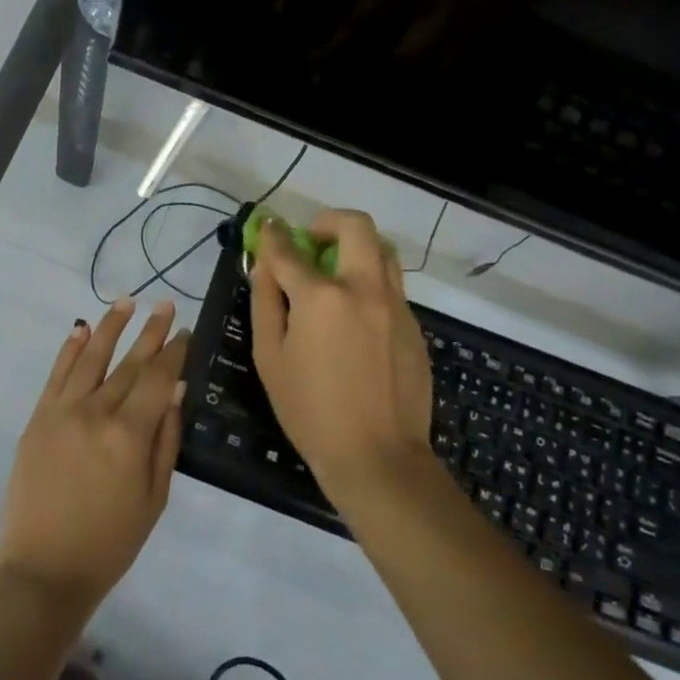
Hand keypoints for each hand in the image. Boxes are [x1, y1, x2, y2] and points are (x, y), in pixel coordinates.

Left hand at [0, 299, 190, 619]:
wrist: (45, 569)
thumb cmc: (111, 542)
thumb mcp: (154, 497)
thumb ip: (165, 439)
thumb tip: (176, 390)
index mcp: (129, 434)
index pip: (157, 378)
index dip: (175, 352)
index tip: (186, 331)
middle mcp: (95, 411)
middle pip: (129, 362)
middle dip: (150, 332)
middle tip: (166, 304)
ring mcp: (62, 411)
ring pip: (90, 357)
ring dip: (110, 326)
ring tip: (128, 301)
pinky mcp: (38, 418)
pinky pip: (56, 374)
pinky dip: (69, 349)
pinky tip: (81, 329)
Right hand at [249, 209, 434, 504]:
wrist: (378, 458)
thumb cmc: (310, 410)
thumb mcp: (270, 357)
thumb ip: (265, 302)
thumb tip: (265, 265)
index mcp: (322, 298)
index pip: (290, 249)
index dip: (273, 235)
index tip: (266, 228)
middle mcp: (364, 289)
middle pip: (354, 226)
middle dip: (327, 221)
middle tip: (310, 241)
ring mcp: (396, 306)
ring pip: (382, 250)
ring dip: (355, 247)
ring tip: (334, 272)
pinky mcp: (414, 326)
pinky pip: (391, 285)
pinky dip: (369, 282)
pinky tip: (353, 316)